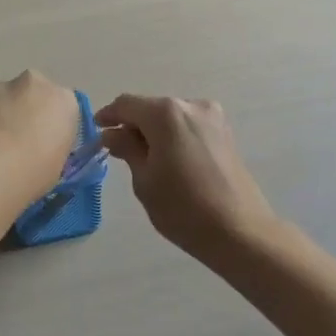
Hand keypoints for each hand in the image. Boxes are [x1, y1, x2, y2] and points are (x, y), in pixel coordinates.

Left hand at [0, 70, 81, 195]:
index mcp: (63, 100)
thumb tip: (37, 147)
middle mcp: (32, 84)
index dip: (50, 125)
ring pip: (0, 99)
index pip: (61, 107)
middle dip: (23, 110)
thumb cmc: (37, 171)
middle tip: (17, 142)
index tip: (43, 144)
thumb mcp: (58, 163)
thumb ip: (51, 145)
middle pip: (30, 94)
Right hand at [96, 94, 275, 259]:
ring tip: (145, 159)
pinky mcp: (226, 134)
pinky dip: (174, 137)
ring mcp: (213, 118)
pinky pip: (190, 127)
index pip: (127, 104)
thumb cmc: (183, 207)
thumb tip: (113, 134)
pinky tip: (169, 160)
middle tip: (118, 151)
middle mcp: (191, 106)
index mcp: (166, 113)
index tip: (96, 130)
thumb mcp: (144, 180)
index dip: (109, 116)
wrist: (239, 231)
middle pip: (151, 108)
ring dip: (154, 132)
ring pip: (172, 118)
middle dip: (133, 125)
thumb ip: (127, 149)